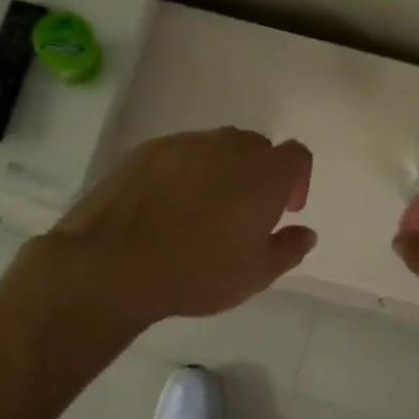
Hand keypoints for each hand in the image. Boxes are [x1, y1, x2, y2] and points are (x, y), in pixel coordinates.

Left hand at [47, 127, 315, 325]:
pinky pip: (181, 153)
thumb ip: (288, 249)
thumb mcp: (255, 275)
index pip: (296, 155)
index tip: (286, 209)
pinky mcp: (147, 150)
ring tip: (205, 209)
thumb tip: (305, 232)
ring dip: (223, 170)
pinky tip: (169, 205)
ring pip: (217, 147)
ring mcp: (184, 144)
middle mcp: (228, 147)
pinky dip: (187, 171)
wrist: (113, 263)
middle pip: (257, 147)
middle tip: (247, 211)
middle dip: (260, 173)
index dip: (298, 179)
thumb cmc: (196, 272)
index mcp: (263, 174)